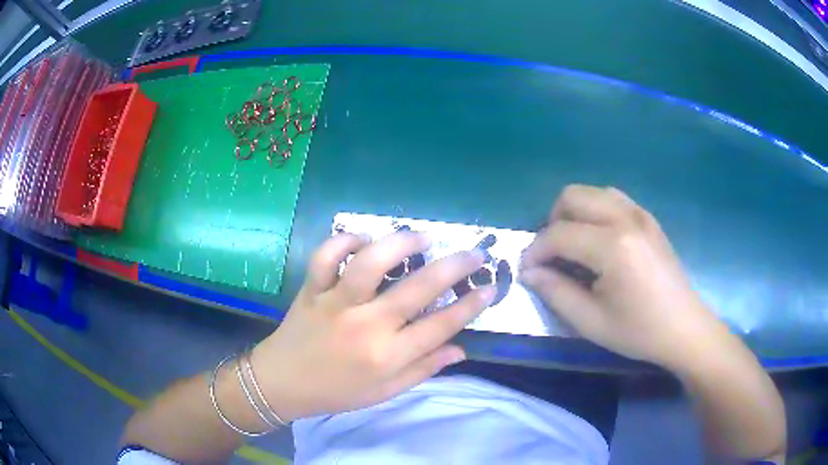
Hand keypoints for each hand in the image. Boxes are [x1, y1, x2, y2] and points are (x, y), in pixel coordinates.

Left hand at [250, 232, 494, 421]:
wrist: (281, 383)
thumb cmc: (336, 392)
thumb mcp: (384, 392)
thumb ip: (424, 369)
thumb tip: (461, 349)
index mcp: (386, 356)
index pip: (440, 326)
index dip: (470, 305)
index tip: (490, 287)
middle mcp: (365, 326)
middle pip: (417, 289)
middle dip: (454, 267)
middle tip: (474, 253)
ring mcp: (335, 303)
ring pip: (370, 263)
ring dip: (400, 244)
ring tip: (421, 237)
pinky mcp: (311, 289)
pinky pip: (325, 256)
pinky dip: (343, 241)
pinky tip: (362, 240)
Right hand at [519, 185, 724, 368]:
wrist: (684, 328)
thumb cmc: (639, 331)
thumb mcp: (591, 322)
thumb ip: (556, 292)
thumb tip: (530, 272)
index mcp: (613, 246)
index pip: (559, 234)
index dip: (535, 251)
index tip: (526, 270)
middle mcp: (626, 218)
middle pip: (572, 196)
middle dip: (552, 223)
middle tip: (552, 255)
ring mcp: (640, 214)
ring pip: (593, 192)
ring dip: (574, 213)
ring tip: (573, 245)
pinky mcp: (648, 218)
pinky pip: (613, 199)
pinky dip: (596, 211)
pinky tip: (598, 241)